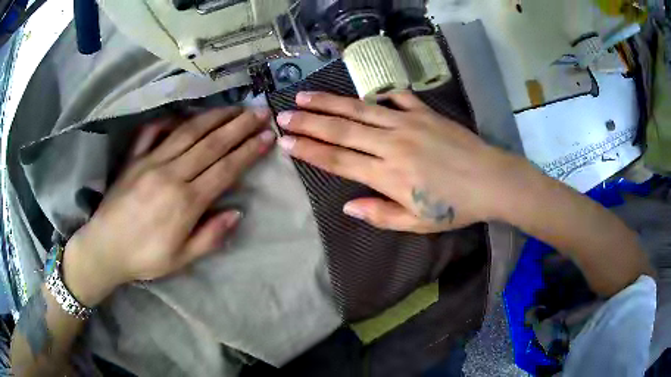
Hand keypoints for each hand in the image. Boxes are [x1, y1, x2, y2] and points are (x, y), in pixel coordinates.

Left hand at [63, 107, 275, 305]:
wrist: (104, 248)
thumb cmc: (144, 258)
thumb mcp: (181, 259)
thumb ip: (210, 236)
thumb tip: (237, 212)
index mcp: (185, 202)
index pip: (225, 169)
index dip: (248, 151)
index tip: (267, 136)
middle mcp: (171, 174)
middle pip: (211, 144)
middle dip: (239, 126)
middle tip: (260, 112)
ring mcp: (150, 161)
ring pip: (188, 132)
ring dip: (214, 117)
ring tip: (234, 107)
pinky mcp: (134, 158)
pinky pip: (153, 132)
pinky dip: (170, 120)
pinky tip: (184, 114)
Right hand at [276, 91, 522, 233]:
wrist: (492, 181)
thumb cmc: (455, 207)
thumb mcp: (417, 222)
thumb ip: (380, 214)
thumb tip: (347, 207)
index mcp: (387, 175)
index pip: (338, 160)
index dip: (309, 150)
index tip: (285, 142)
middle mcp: (391, 145)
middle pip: (341, 130)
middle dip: (308, 122)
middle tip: (283, 115)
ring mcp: (408, 124)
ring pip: (360, 110)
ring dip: (330, 102)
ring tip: (305, 96)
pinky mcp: (425, 112)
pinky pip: (396, 98)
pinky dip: (378, 94)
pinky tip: (363, 91)